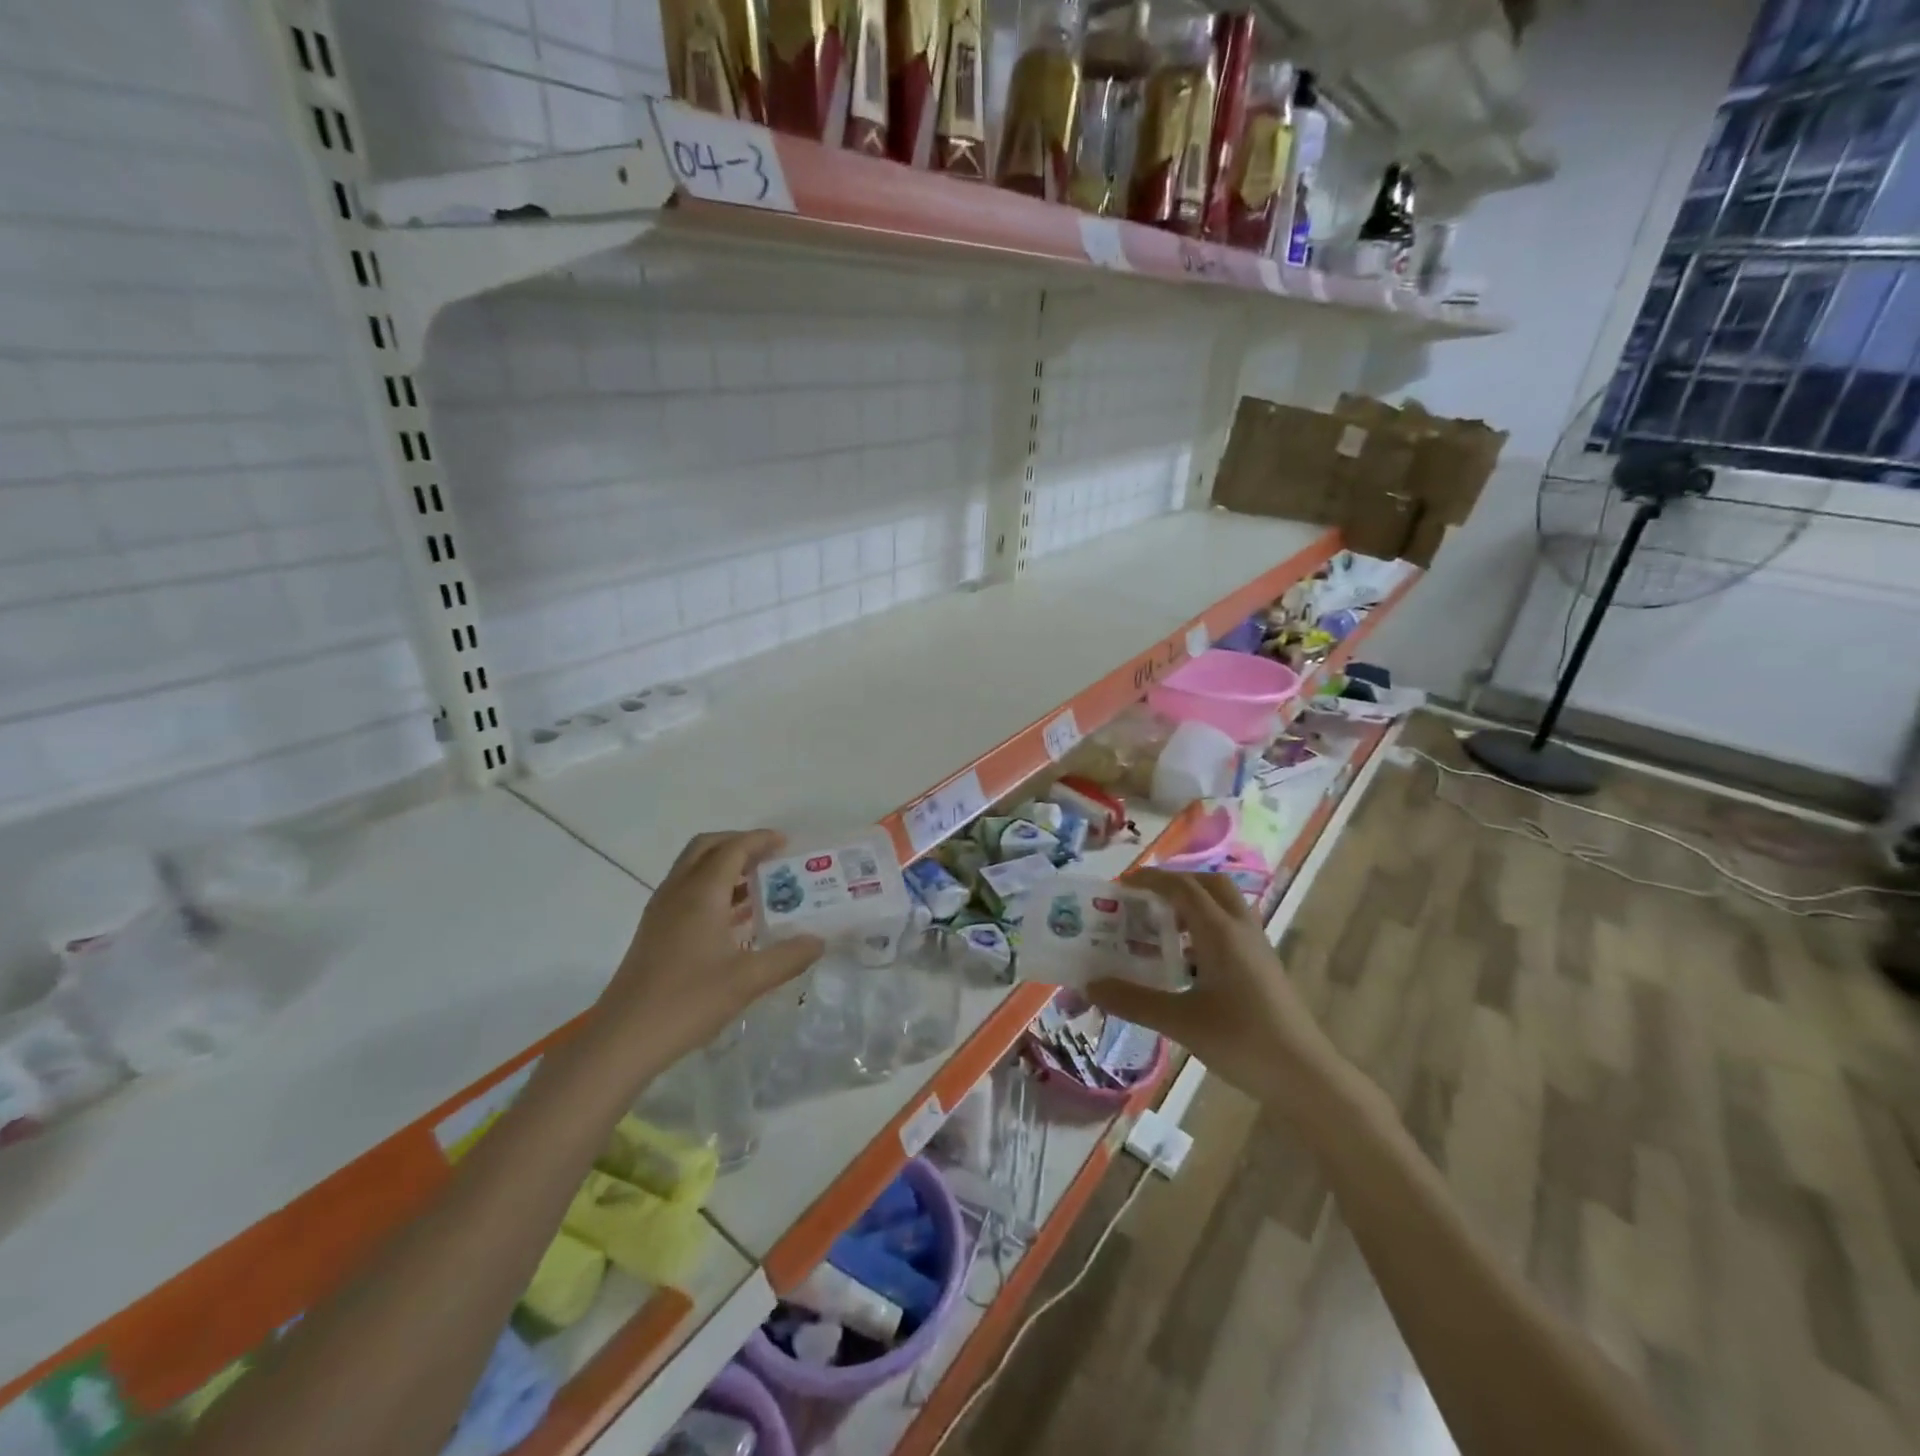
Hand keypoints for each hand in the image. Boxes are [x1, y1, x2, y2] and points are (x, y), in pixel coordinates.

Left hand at [595, 830, 824, 1068]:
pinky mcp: (654, 932)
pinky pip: (686, 892)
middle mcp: (677, 892)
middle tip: (769, 857)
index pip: (732, 849)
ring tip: (759, 884)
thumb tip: (818, 941)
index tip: (787, 843)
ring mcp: (661, 912)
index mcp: (701, 894)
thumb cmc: (687, 1002)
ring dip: (724, 866)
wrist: (623, 1039)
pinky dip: (712, 889)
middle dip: (739, 844)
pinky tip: (734, 919)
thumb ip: (787, 957)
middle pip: (706, 848)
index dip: (760, 840)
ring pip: (693, 869)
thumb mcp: (747, 980)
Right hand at [1088, 869, 1353, 1113]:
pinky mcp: (1263, 967)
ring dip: (1192, 905)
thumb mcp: (1180, 1021)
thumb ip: (1133, 1000)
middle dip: (1176, 882)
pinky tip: (1185, 962)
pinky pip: (1230, 929)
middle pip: (1209, 884)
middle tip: (1145, 898)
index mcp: (1220, 931)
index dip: (1151, 879)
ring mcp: (1256, 947)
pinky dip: (1204, 928)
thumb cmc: (1242, 1041)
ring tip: (1159, 926)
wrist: (1305, 1077)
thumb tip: (1090, 984)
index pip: (1182, 886)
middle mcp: (1240, 929)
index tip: (1121, 884)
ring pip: (1223, 906)